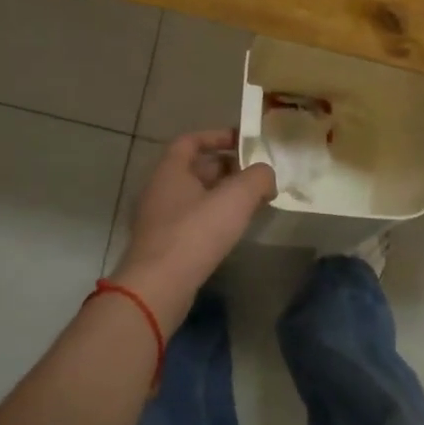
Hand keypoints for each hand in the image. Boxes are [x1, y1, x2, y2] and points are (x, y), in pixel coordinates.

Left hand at [111, 129, 276, 333]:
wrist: (158, 287)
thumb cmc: (195, 233)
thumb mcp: (236, 198)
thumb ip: (258, 177)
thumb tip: (266, 175)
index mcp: (170, 170)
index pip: (190, 140)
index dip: (217, 136)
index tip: (243, 142)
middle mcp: (159, 189)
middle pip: (195, 168)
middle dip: (227, 169)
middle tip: (255, 177)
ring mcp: (157, 219)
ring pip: (194, 196)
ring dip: (222, 195)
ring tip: (251, 204)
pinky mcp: (162, 245)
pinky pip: (191, 220)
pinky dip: (213, 218)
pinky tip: (233, 230)